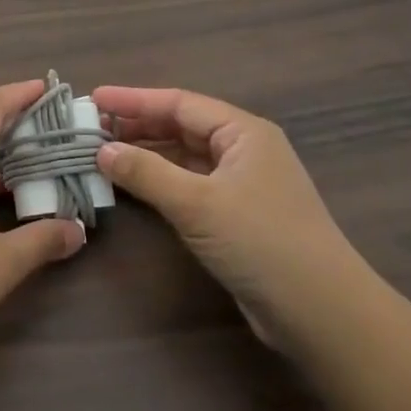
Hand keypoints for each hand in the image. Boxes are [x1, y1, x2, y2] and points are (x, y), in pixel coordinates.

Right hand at [93, 87, 371, 348]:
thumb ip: (146, 172)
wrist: (320, 312)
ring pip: (183, 156)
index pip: (179, 103)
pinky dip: (158, 180)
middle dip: (136, 125)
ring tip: (101, 152)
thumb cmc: (260, 241)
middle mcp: (243, 150)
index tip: (94, 98)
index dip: (133, 100)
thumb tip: (101, 151)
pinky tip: (131, 184)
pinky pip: (188, 184)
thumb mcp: (197, 203)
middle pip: (181, 126)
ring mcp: (241, 183)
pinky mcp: (235, 215)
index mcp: (242, 132)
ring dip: (145, 153)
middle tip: (90, 127)